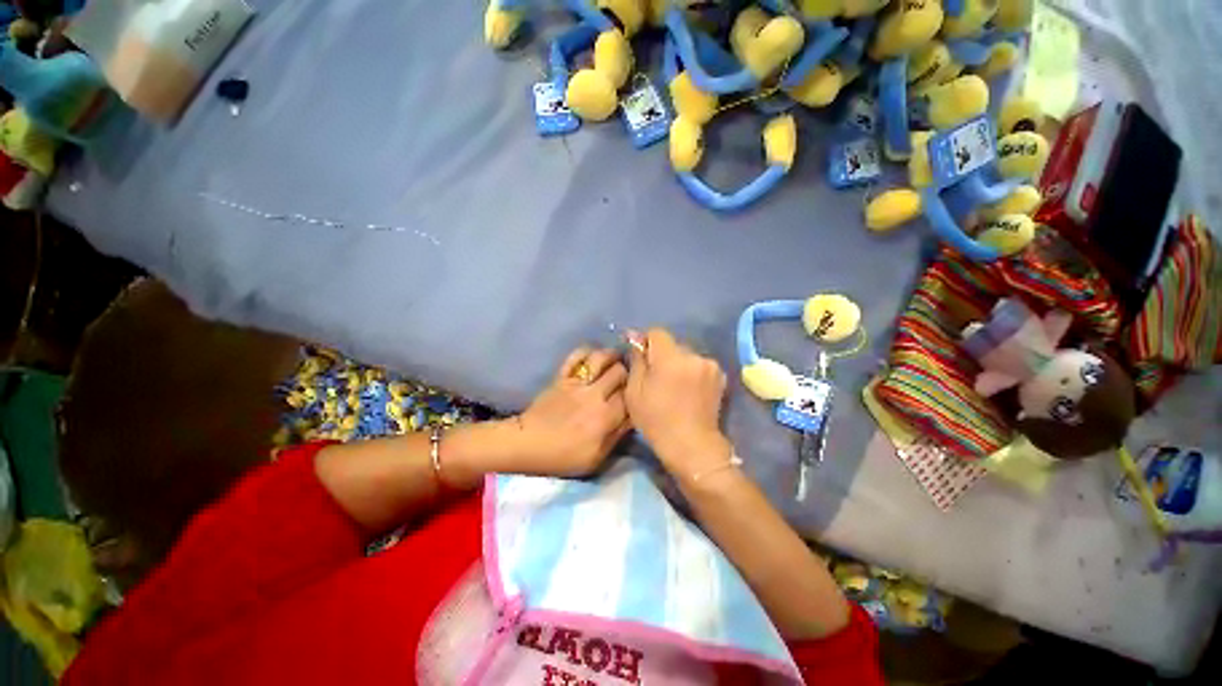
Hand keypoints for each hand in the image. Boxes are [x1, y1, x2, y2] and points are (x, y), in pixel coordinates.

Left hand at [508, 347, 630, 476]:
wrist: (528, 443)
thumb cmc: (562, 456)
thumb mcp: (595, 459)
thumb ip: (617, 436)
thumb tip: (633, 418)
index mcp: (604, 417)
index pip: (630, 395)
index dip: (637, 392)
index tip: (639, 393)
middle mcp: (593, 395)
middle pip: (620, 372)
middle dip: (628, 373)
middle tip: (629, 376)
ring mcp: (576, 382)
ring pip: (601, 358)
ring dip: (612, 356)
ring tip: (616, 359)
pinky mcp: (562, 376)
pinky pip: (576, 355)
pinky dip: (587, 351)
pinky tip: (594, 356)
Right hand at [625, 329, 731, 473]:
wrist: (691, 445)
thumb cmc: (656, 420)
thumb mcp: (635, 391)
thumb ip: (637, 360)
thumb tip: (635, 340)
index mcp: (671, 358)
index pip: (657, 333)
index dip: (646, 342)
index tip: (641, 358)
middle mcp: (694, 355)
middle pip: (672, 344)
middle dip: (662, 355)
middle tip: (655, 376)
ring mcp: (710, 365)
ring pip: (686, 355)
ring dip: (677, 363)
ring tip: (672, 385)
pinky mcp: (720, 376)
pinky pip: (698, 365)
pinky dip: (691, 371)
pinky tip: (687, 390)